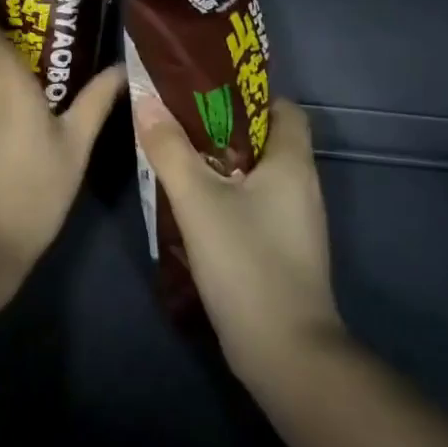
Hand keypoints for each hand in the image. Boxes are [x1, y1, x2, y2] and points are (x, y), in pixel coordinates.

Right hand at [134, 95, 343, 382]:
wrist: (283, 351)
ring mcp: (294, 222)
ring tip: (176, 159)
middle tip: (177, 124)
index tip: (205, 95)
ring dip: (219, 165)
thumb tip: (146, 102)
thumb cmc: (246, 261)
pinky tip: (192, 207)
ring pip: (255, 176)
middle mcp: (301, 187)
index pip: (283, 108)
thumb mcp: (198, 200)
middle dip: (221, 128)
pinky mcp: (282, 251)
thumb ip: (170, 150)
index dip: (248, 95)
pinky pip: (253, 206)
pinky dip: (226, 198)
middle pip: (265, 140)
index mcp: (292, 163)